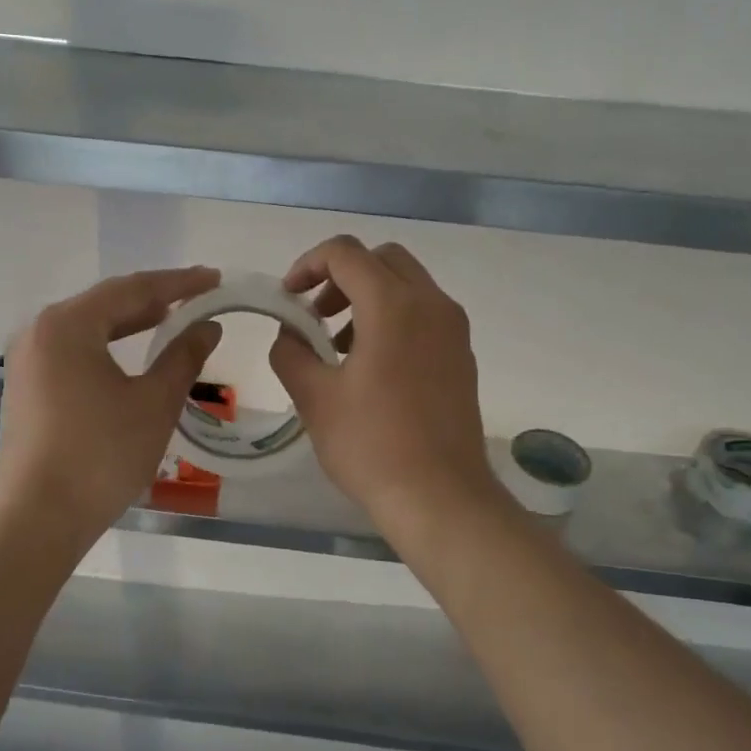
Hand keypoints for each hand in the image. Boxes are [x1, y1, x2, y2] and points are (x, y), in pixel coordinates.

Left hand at [0, 267, 222, 540]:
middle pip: (106, 302)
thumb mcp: (154, 402)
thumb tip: (207, 326)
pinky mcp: (27, 386)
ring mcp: (28, 359)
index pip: (133, 288)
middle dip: (154, 298)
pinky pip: (74, 350)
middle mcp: (40, 331)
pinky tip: (131, 355)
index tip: (214, 278)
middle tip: (198, 296)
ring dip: (130, 322)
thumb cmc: (101, 455)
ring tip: (170, 317)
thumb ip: (183, 356)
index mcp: (68, 324)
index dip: (179, 282)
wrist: (37, 518)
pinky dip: (108, 345)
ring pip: (89, 327)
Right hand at [268, 236, 507, 533]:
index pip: (346, 253)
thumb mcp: (314, 397)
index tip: (288, 299)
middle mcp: (432, 305)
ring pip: (407, 286)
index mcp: (394, 305)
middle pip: (383, 260)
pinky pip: (424, 315)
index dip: (307, 265)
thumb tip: (290, 334)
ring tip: (338, 347)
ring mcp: (454, 331)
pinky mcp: (462, 357)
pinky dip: (393, 319)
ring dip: (368, 298)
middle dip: (342, 276)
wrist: (441, 497)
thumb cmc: (371, 445)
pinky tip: (371, 368)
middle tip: (315, 316)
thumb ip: (291, 352)